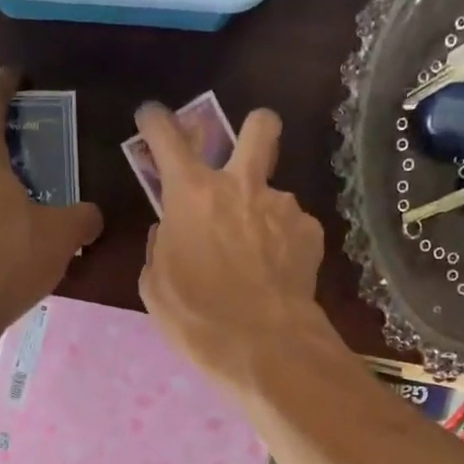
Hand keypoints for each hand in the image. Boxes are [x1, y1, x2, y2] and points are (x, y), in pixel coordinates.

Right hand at [135, 102, 326, 385]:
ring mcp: (282, 206)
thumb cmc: (197, 317)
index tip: (152, 117)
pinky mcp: (311, 232)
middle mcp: (241, 185)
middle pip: (260, 126)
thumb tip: (170, 232)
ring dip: (264, 211)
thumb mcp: (156, 286)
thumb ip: (162, 247)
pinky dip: (283, 243)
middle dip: (255, 129)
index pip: (168, 137)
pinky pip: (293, 227)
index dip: (156, 121)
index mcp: (192, 194)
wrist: (262, 346)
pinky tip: (277, 274)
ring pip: (275, 191)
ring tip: (259, 256)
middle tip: (246, 155)